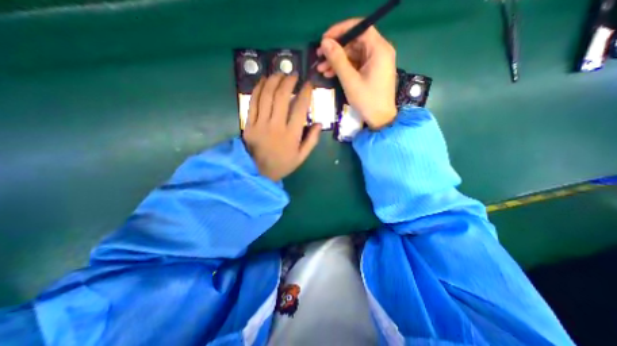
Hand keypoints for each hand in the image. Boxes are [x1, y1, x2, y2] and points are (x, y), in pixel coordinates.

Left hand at [242, 73, 322, 180]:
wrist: (258, 172)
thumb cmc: (282, 164)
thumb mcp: (301, 157)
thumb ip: (312, 140)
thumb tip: (319, 123)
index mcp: (291, 135)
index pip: (300, 108)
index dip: (305, 93)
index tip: (309, 84)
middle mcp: (276, 126)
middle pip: (282, 96)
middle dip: (289, 81)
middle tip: (293, 75)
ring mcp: (260, 124)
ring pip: (266, 96)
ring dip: (273, 80)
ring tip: (279, 73)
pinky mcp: (249, 124)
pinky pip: (253, 102)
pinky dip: (258, 89)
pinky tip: (264, 81)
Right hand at [315, 18, 397, 129]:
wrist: (380, 119)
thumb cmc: (367, 101)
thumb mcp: (350, 80)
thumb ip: (337, 60)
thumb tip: (325, 43)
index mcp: (379, 49)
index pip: (359, 28)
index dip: (340, 31)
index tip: (324, 39)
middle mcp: (380, 51)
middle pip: (355, 42)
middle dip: (336, 49)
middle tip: (319, 57)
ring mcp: (376, 62)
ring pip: (354, 54)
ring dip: (337, 60)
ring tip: (321, 69)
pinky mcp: (372, 71)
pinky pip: (356, 64)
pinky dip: (344, 68)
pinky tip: (330, 74)